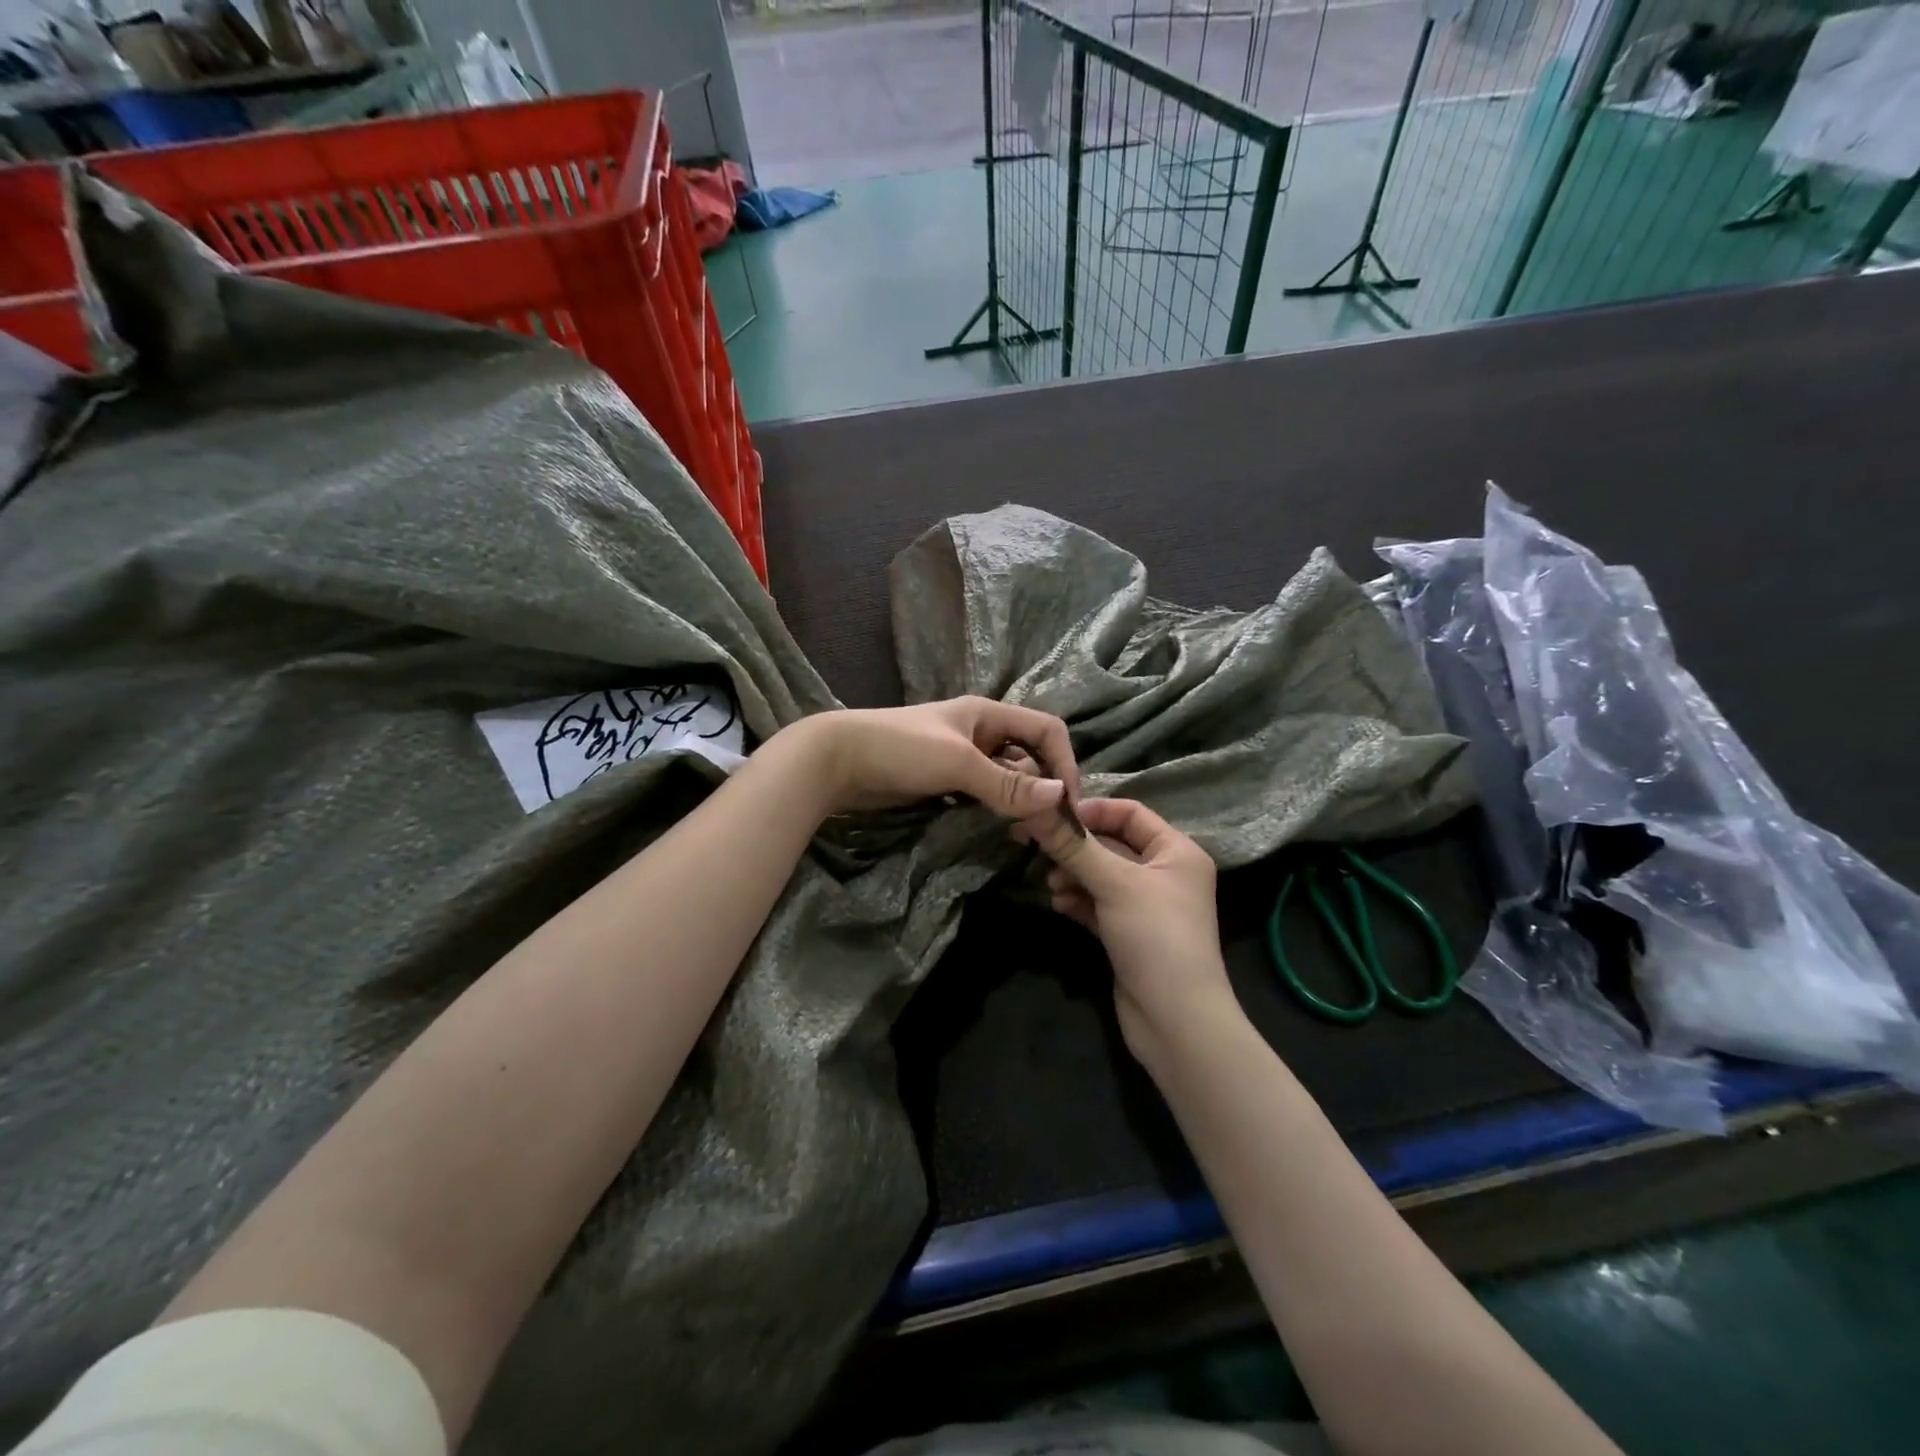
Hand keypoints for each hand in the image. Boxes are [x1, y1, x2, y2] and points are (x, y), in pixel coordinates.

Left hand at [785, 697, 1080, 817]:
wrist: (834, 761)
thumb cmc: (900, 749)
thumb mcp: (959, 763)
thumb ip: (1008, 782)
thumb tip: (1060, 799)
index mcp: (988, 714)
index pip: (1046, 730)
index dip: (1064, 762)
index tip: (1067, 804)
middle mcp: (980, 732)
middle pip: (1029, 756)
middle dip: (1043, 788)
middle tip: (1046, 829)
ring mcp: (960, 757)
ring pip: (1007, 779)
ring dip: (1020, 803)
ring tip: (1025, 835)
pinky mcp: (943, 781)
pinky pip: (983, 794)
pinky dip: (996, 810)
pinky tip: (998, 831)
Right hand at [1021, 798, 1237, 1062]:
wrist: (1176, 1020)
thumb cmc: (1155, 936)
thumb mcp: (1115, 884)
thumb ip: (1074, 846)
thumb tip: (1035, 808)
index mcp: (1176, 851)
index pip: (1131, 813)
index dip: (1092, 811)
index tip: (1052, 817)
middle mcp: (1165, 873)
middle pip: (1113, 845)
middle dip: (1077, 848)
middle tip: (1039, 850)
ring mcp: (1147, 906)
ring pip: (1102, 876)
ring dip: (1074, 876)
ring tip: (1052, 884)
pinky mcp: (1129, 934)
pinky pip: (1099, 905)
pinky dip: (1079, 901)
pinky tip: (1059, 905)